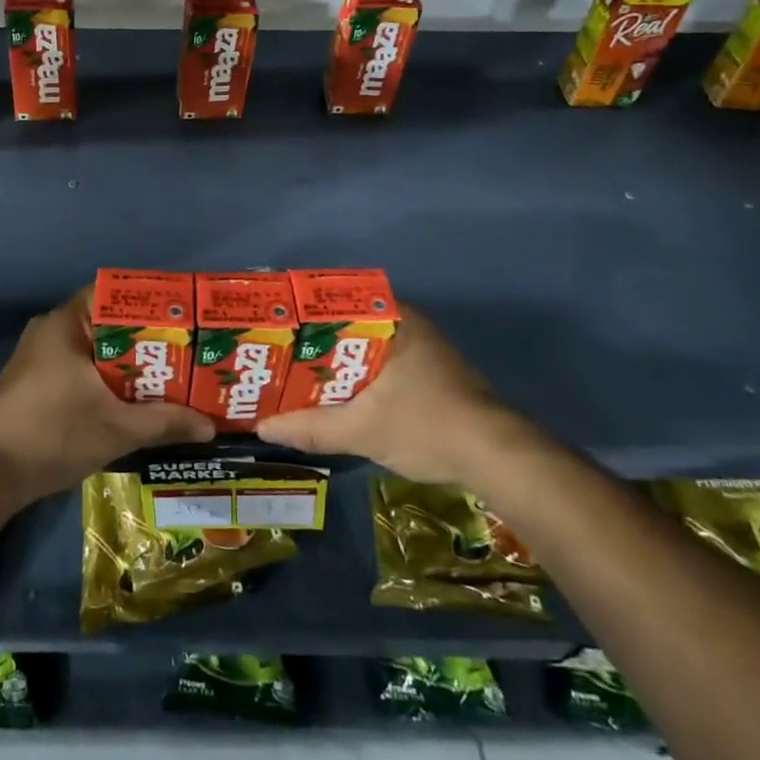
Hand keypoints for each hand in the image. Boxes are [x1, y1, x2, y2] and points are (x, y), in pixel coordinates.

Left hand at [0, 287, 214, 502]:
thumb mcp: (117, 429)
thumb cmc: (53, 434)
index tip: (182, 318)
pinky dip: (106, 380)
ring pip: (94, 351)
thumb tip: (209, 426)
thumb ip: (165, 422)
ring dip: (127, 364)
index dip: (150, 303)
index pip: (113, 294)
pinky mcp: (34, 384)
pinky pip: (80, 369)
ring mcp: (39, 358)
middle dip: (146, 339)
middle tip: (185, 352)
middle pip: (108, 324)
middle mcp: (51, 331)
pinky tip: (132, 401)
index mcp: (66, 323)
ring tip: (167, 376)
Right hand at [256, 304, 517, 484]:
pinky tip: (330, 394)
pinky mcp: (426, 373)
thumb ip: (311, 428)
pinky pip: (376, 363)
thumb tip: (262, 427)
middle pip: (345, 325)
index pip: (335, 301)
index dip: (300, 313)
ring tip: (291, 373)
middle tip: (273, 353)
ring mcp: (419, 348)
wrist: (497, 458)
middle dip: (310, 341)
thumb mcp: (362, 430)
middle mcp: (406, 323)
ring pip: (361, 347)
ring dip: (331, 362)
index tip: (272, 326)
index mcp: (393, 319)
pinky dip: (353, 376)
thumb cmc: (428, 426)